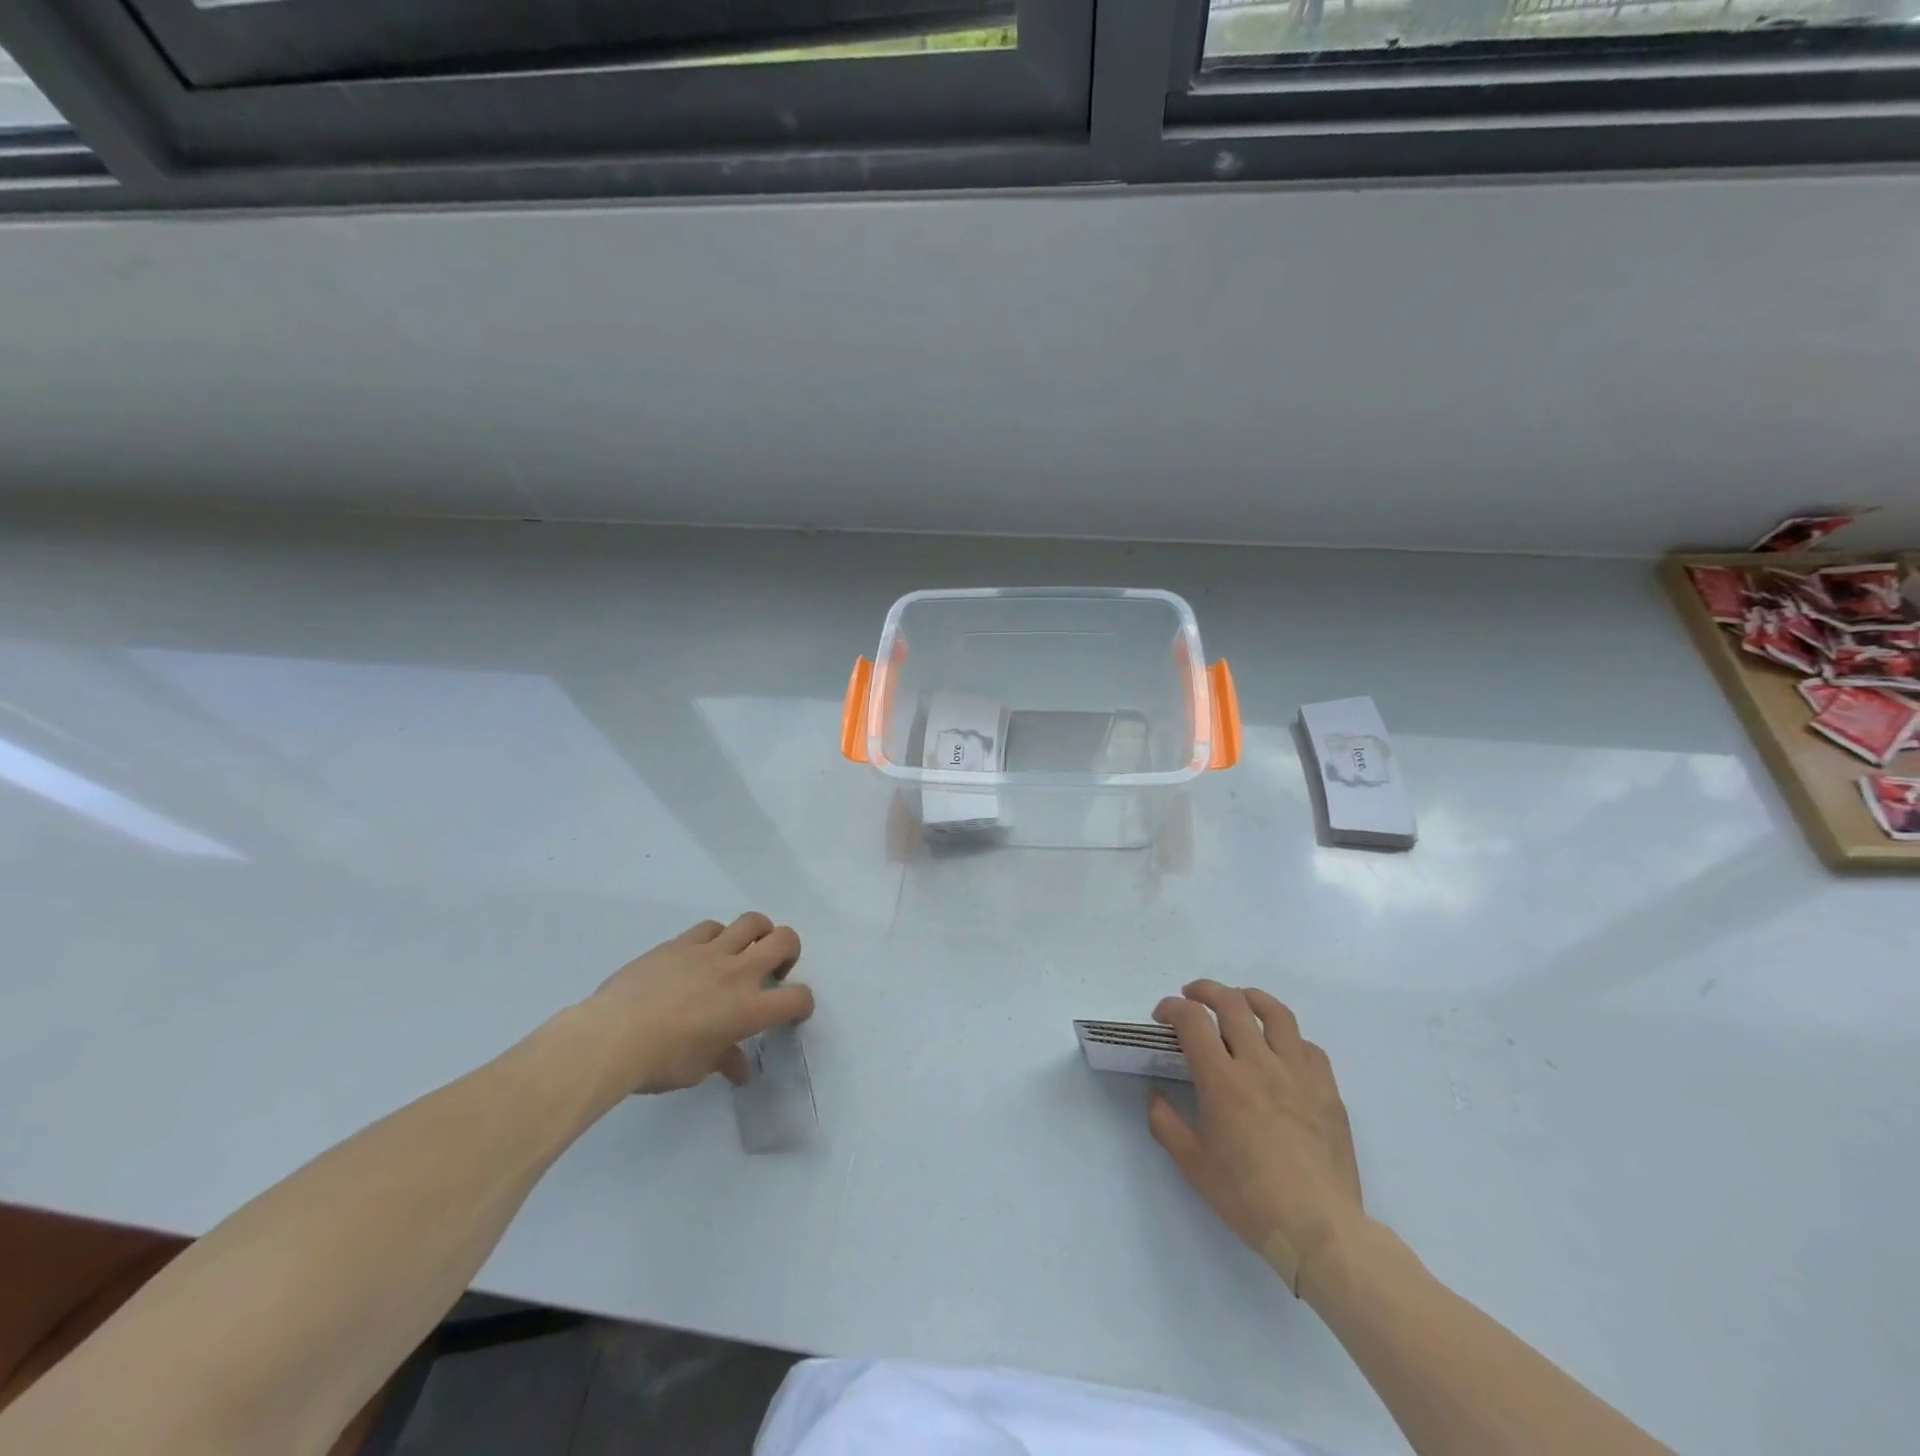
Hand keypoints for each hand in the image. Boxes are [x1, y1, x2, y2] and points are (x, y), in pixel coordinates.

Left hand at [581, 913, 813, 1095]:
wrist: (612, 1036)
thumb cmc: (660, 1062)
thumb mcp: (698, 1070)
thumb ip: (724, 1060)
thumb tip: (739, 1069)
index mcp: (749, 1009)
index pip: (797, 998)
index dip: (802, 1004)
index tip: (793, 1012)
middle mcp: (738, 973)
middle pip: (785, 940)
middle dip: (790, 951)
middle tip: (775, 970)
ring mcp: (709, 952)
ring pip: (752, 922)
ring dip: (758, 934)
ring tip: (745, 951)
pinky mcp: (681, 943)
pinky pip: (711, 927)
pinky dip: (717, 937)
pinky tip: (703, 954)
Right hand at [1147, 981, 1363, 1291]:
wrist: (1319, 1229)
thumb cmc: (1248, 1197)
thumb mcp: (1193, 1165)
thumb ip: (1166, 1122)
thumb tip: (1156, 1095)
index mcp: (1222, 1080)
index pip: (1192, 1020)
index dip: (1172, 1008)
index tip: (1163, 1016)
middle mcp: (1259, 1063)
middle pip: (1231, 1003)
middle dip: (1205, 991)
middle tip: (1192, 997)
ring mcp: (1298, 1073)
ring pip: (1275, 1013)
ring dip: (1250, 998)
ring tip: (1238, 1001)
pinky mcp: (1327, 1089)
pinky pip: (1308, 1046)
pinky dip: (1288, 1038)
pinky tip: (1280, 1050)